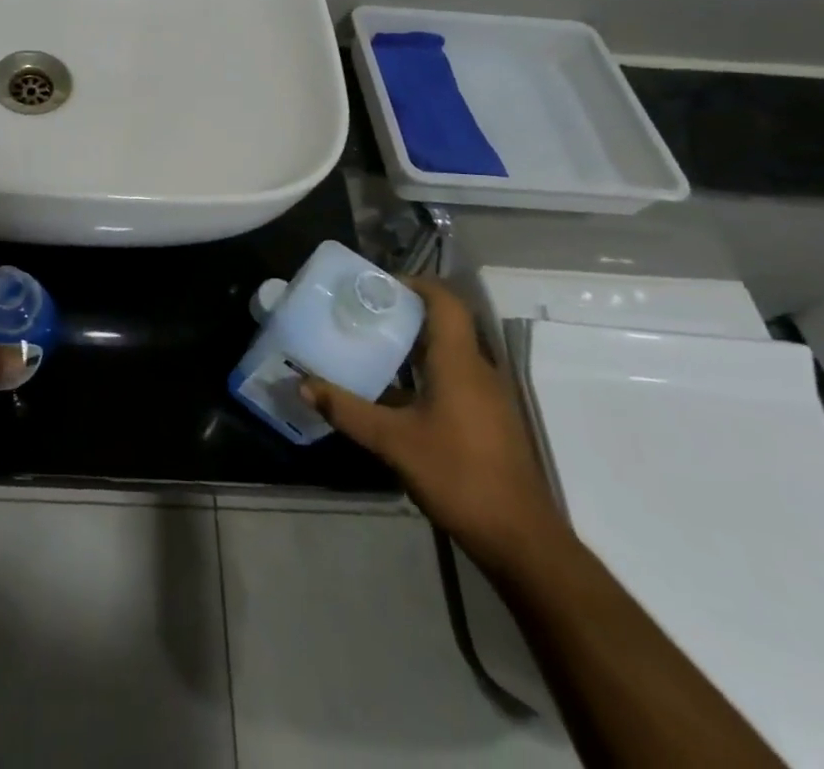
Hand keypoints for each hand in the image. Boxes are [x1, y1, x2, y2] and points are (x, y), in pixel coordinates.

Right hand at [302, 276, 568, 578]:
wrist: (521, 540)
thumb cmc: (458, 476)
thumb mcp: (393, 442)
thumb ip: (347, 410)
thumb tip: (302, 384)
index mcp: (459, 362)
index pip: (444, 301)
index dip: (415, 284)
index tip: (377, 286)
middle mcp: (478, 370)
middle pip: (445, 324)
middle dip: (405, 313)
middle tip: (364, 314)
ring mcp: (488, 397)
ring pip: (449, 353)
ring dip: (414, 345)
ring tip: (372, 347)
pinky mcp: (489, 421)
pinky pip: (455, 378)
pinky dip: (425, 373)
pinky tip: (396, 395)